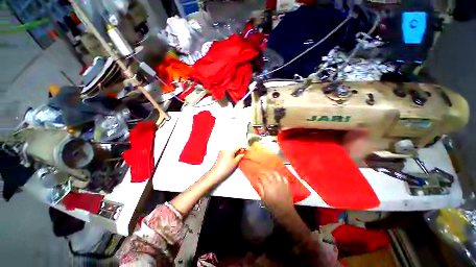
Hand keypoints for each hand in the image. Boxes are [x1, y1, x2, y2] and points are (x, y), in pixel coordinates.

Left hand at [209, 147, 244, 180]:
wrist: (216, 173)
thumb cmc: (227, 167)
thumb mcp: (235, 162)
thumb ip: (240, 156)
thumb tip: (243, 153)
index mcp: (230, 149)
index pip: (238, 146)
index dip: (243, 148)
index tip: (247, 150)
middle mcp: (226, 148)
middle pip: (234, 146)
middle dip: (239, 149)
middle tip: (242, 154)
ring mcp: (222, 150)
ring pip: (231, 148)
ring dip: (235, 151)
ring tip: (238, 156)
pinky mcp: (220, 153)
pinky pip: (227, 150)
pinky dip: (231, 152)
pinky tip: (233, 157)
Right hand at [257, 171, 293, 215]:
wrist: (284, 211)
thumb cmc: (272, 206)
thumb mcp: (264, 199)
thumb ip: (261, 189)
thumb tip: (258, 182)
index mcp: (268, 186)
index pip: (263, 177)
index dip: (259, 175)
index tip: (258, 175)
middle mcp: (274, 182)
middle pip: (269, 173)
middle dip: (264, 171)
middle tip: (262, 172)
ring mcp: (281, 183)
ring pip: (276, 173)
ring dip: (272, 171)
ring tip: (269, 172)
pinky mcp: (286, 185)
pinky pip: (283, 177)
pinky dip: (280, 175)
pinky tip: (278, 176)